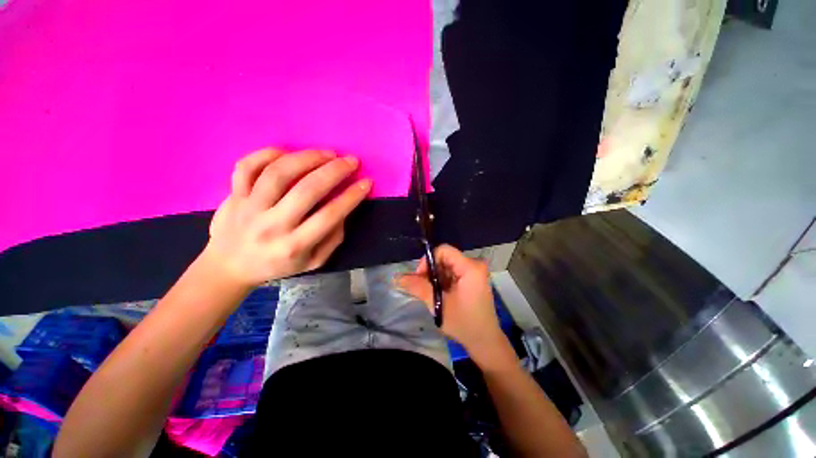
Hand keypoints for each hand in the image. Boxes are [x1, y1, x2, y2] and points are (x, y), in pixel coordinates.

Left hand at [204, 148, 370, 287]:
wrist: (230, 268)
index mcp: (295, 246)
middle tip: (351, 161)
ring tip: (327, 153)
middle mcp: (273, 225)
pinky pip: (247, 167)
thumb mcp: (314, 262)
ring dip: (307, 158)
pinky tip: (288, 153)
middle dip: (335, 171)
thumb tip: (345, 209)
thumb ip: (333, 238)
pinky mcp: (234, 195)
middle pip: (307, 190)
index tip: (366, 182)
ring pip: (278, 173)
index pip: (330, 215)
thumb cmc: (278, 265)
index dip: (352, 196)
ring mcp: (250, 208)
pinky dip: (268, 154)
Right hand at [396, 245, 509, 363]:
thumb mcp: (438, 305)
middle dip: (431, 271)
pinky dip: (443, 281)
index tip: (420, 278)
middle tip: (424, 289)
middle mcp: (474, 264)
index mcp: (470, 267)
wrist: (485, 342)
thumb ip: (418, 287)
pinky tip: (441, 295)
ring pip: (447, 266)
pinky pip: (453, 272)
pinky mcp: (473, 279)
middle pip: (445, 258)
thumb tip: (397, 277)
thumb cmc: (464, 324)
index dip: (428, 261)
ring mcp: (475, 272)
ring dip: (436, 278)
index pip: (443, 251)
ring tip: (433, 295)